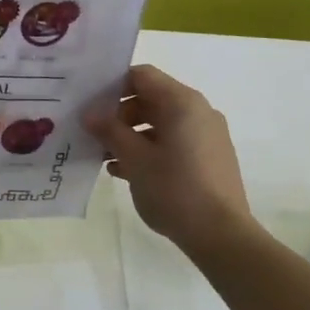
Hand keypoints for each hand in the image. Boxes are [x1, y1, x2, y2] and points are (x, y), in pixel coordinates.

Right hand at [86, 64, 252, 258]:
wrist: (220, 233)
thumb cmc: (174, 189)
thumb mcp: (135, 159)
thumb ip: (110, 131)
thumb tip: (90, 113)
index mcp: (182, 103)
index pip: (142, 76)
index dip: (112, 85)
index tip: (89, 104)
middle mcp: (198, 111)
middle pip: (151, 99)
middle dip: (119, 114)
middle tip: (93, 134)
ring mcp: (206, 135)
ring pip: (161, 123)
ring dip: (131, 135)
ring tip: (105, 156)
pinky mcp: (208, 158)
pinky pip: (173, 142)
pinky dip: (149, 149)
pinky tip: (125, 171)